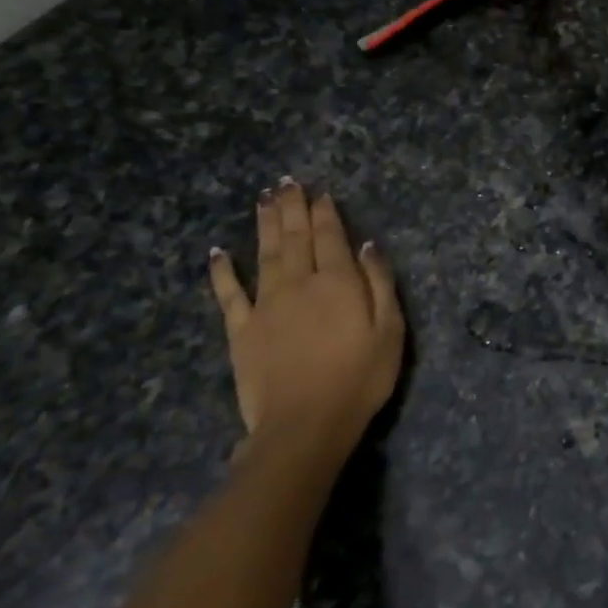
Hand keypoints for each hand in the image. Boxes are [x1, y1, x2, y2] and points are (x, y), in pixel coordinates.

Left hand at [207, 182, 403, 479]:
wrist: (305, 424)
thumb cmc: (359, 380)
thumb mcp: (389, 332)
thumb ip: (380, 284)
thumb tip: (367, 245)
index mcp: (338, 282)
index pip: (331, 237)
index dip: (325, 213)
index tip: (320, 192)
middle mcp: (299, 283)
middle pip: (295, 237)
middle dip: (292, 208)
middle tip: (286, 183)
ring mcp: (266, 305)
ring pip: (265, 254)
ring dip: (264, 224)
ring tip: (263, 199)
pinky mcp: (241, 329)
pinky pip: (229, 294)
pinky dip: (222, 271)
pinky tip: (218, 252)